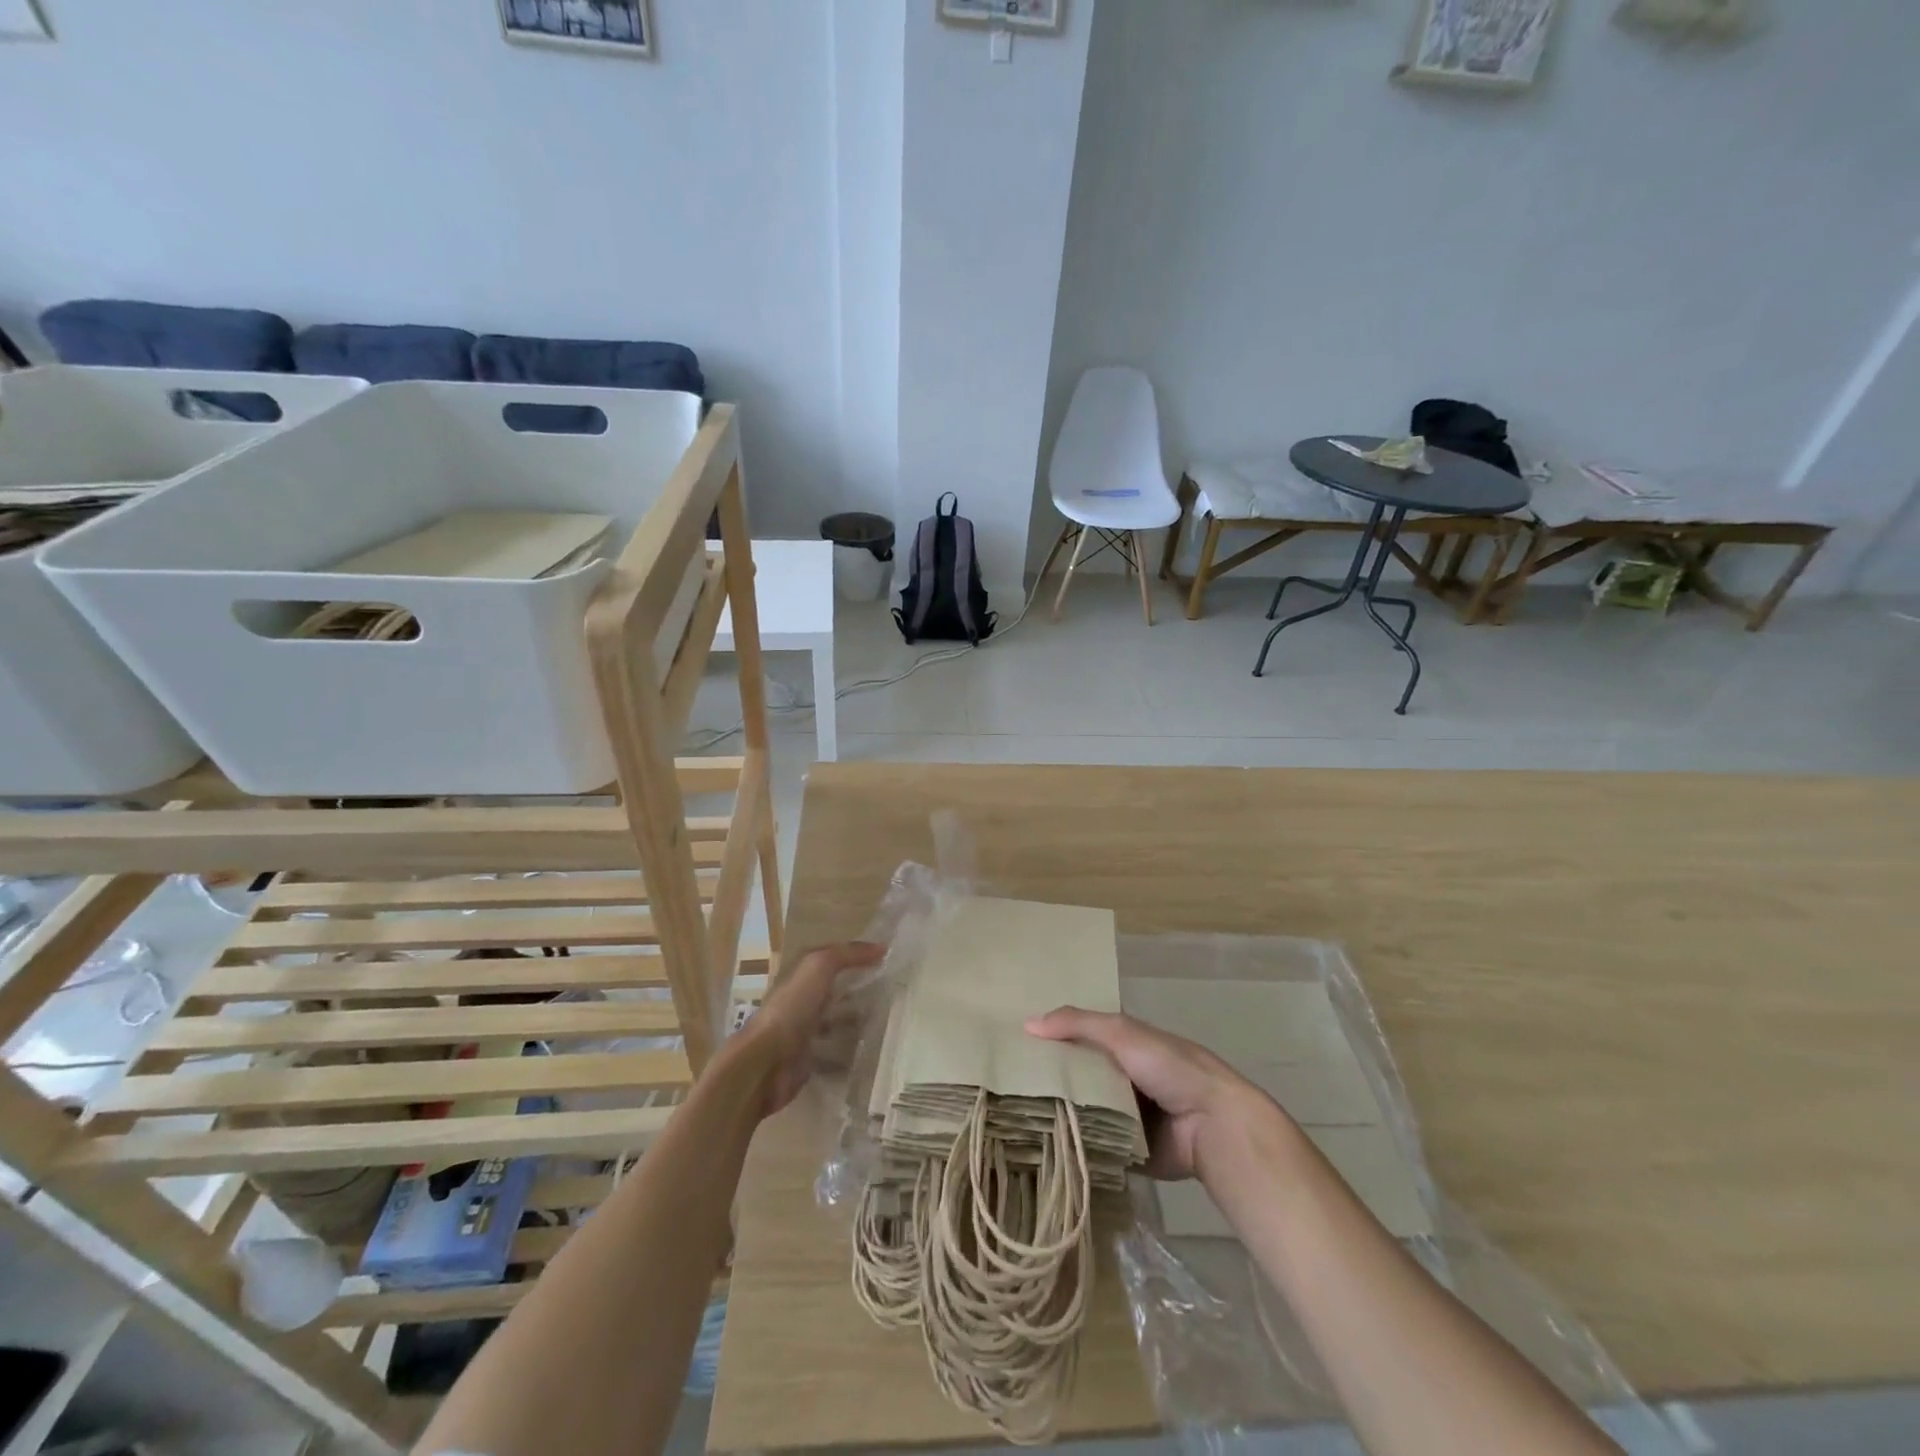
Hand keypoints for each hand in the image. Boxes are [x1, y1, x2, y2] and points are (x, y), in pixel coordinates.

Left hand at [738, 941, 884, 1116]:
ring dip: (858, 1019)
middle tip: (895, 989)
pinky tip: (874, 1048)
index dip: (856, 955)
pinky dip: (853, 1050)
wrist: (766, 1063)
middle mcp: (802, 1000)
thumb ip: (847, 954)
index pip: (833, 958)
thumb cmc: (791, 1008)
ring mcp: (805, 1031)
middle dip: (860, 988)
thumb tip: (882, 947)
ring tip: (890, 1018)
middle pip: (836, 989)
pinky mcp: (810, 1059)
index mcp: (801, 975)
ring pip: (837, 1020)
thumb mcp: (819, 967)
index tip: (888, 956)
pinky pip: (837, 1051)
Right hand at [1025, 1006, 1264, 1180]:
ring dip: (1056, 1115)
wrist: (1213, 1125)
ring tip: (1008, 1118)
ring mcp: (1122, 1116)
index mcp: (1122, 1046)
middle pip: (1075, 1076)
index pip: (1076, 1037)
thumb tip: (1027, 1025)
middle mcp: (1119, 1078)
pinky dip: (1072, 1146)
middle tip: (1000, 1085)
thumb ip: (1078, 1024)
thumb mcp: (1123, 1033)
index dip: (1049, 1038)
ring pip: (1080, 1112)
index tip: (1010, 1044)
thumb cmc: (1170, 1068)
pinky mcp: (1125, 1151)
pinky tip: (1035, 1148)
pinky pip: (1092, 1146)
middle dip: (1047, 1080)